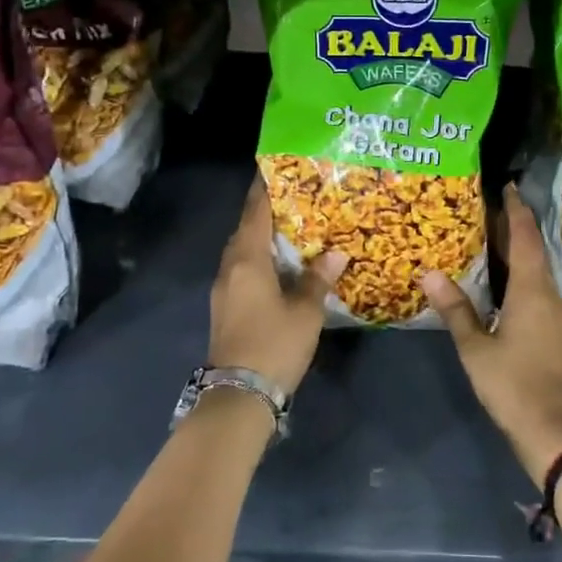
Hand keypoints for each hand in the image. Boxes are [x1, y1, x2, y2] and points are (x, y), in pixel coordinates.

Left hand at [208, 179, 346, 395]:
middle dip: (268, 208)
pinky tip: (282, 262)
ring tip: (294, 223)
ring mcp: (225, 288)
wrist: (238, 396)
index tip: (277, 165)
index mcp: (248, 260)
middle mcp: (231, 267)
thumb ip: (318, 279)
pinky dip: (261, 256)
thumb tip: (336, 254)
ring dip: (264, 234)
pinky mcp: (227, 306)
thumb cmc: (273, 345)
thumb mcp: (305, 312)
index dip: (265, 187)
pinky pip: (244, 267)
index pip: (256, 211)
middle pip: (247, 227)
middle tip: (297, 193)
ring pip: (244, 249)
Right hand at [421, 183, 561, 485]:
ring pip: (539, 272)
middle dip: (516, 228)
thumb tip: (431, 273)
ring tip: (493, 241)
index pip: (525, 237)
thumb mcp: (476, 348)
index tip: (506, 187)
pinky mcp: (559, 334)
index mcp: (532, 291)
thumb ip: (456, 310)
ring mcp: (558, 316)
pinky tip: (506, 286)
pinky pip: (540, 291)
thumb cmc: (514, 385)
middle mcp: (550, 296)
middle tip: (490, 209)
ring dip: (520, 253)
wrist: (559, 434)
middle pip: (534, 251)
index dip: (516, 210)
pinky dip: (524, 277)